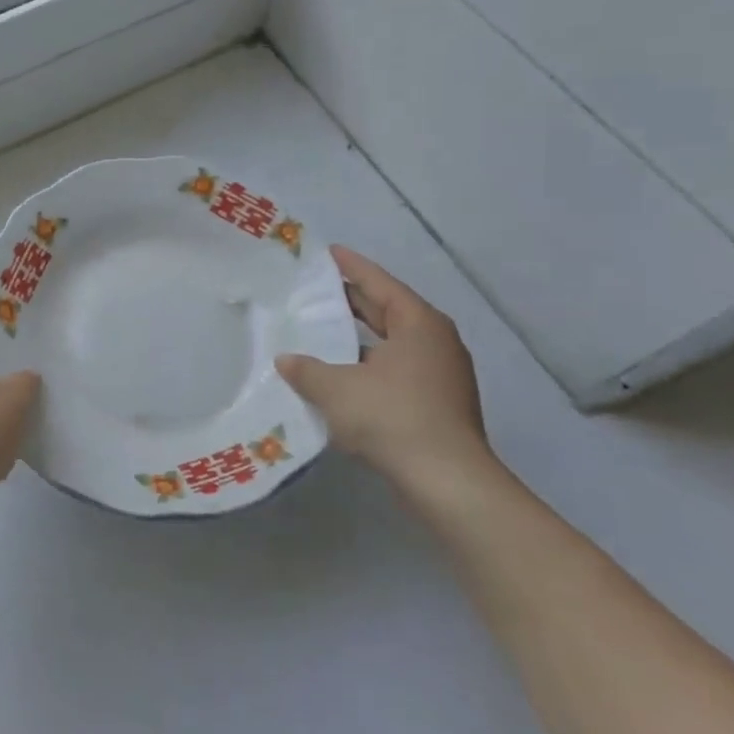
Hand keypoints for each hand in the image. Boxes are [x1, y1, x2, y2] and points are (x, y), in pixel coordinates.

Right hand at [276, 246, 493, 495]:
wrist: (447, 482)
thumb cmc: (392, 417)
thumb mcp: (335, 389)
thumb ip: (306, 369)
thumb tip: (286, 360)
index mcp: (419, 323)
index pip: (379, 283)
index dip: (351, 267)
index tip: (329, 252)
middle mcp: (436, 341)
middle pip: (389, 310)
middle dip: (354, 301)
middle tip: (317, 290)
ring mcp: (442, 374)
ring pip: (394, 343)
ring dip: (361, 337)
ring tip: (324, 331)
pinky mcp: (440, 403)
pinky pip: (398, 369)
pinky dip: (370, 364)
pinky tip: (343, 375)